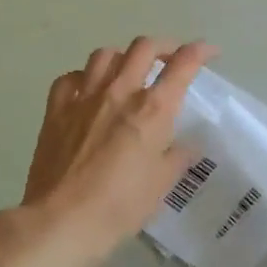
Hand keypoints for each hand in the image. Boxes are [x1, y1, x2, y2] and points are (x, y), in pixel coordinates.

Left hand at [17, 37, 216, 266]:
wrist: (61, 220)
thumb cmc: (119, 207)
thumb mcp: (160, 186)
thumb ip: (176, 159)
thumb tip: (188, 146)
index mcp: (152, 110)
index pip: (182, 65)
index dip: (200, 51)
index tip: (210, 52)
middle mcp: (119, 92)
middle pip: (143, 48)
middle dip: (163, 46)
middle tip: (170, 59)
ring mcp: (84, 97)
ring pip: (105, 55)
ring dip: (122, 57)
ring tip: (128, 70)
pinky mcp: (56, 109)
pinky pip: (70, 78)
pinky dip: (84, 77)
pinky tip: (88, 90)